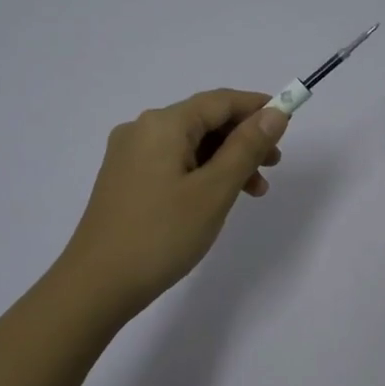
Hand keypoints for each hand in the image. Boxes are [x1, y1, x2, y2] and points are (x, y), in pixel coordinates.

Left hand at [56, 88, 288, 321]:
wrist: (97, 284)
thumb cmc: (162, 235)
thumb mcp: (214, 191)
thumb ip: (246, 148)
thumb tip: (274, 114)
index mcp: (163, 124)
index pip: (219, 101)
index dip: (257, 107)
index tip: (288, 123)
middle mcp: (142, 130)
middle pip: (204, 120)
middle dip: (243, 138)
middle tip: (274, 166)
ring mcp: (129, 155)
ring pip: (189, 144)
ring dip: (225, 160)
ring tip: (253, 192)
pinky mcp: (124, 180)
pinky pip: (172, 163)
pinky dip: (201, 173)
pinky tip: (216, 198)